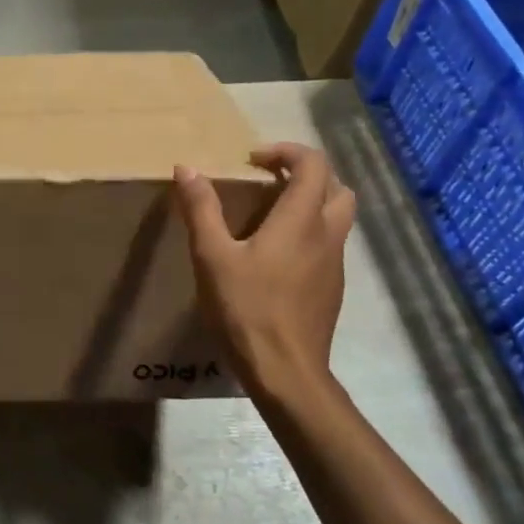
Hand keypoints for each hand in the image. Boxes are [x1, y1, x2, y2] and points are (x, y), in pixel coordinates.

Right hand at [173, 143, 357, 395]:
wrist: (286, 372)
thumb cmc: (247, 309)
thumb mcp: (213, 257)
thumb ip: (201, 209)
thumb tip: (187, 168)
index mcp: (301, 219)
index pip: (313, 163)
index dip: (286, 151)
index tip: (253, 160)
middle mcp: (327, 234)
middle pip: (336, 186)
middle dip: (305, 174)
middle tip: (269, 181)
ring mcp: (335, 264)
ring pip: (337, 217)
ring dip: (311, 203)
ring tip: (270, 216)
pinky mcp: (332, 289)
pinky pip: (329, 245)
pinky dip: (310, 234)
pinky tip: (276, 258)